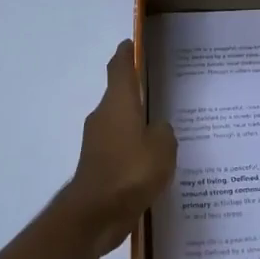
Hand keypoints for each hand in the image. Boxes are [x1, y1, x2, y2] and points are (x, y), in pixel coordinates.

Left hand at [64, 40, 177, 255]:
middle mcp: (103, 117)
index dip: (125, 54)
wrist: (95, 215)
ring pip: (120, 124)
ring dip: (135, 124)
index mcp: (118, 104)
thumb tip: (157, 129)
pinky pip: (120, 148)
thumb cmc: (131, 171)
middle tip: (160, 90)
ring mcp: (97, 143)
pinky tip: (152, 162)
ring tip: (162, 130)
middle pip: (119, 96)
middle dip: (136, 92)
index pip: (119, 69)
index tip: (131, 43)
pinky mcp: (98, 166)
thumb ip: (164, 132)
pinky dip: (133, 149)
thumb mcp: (162, 148)